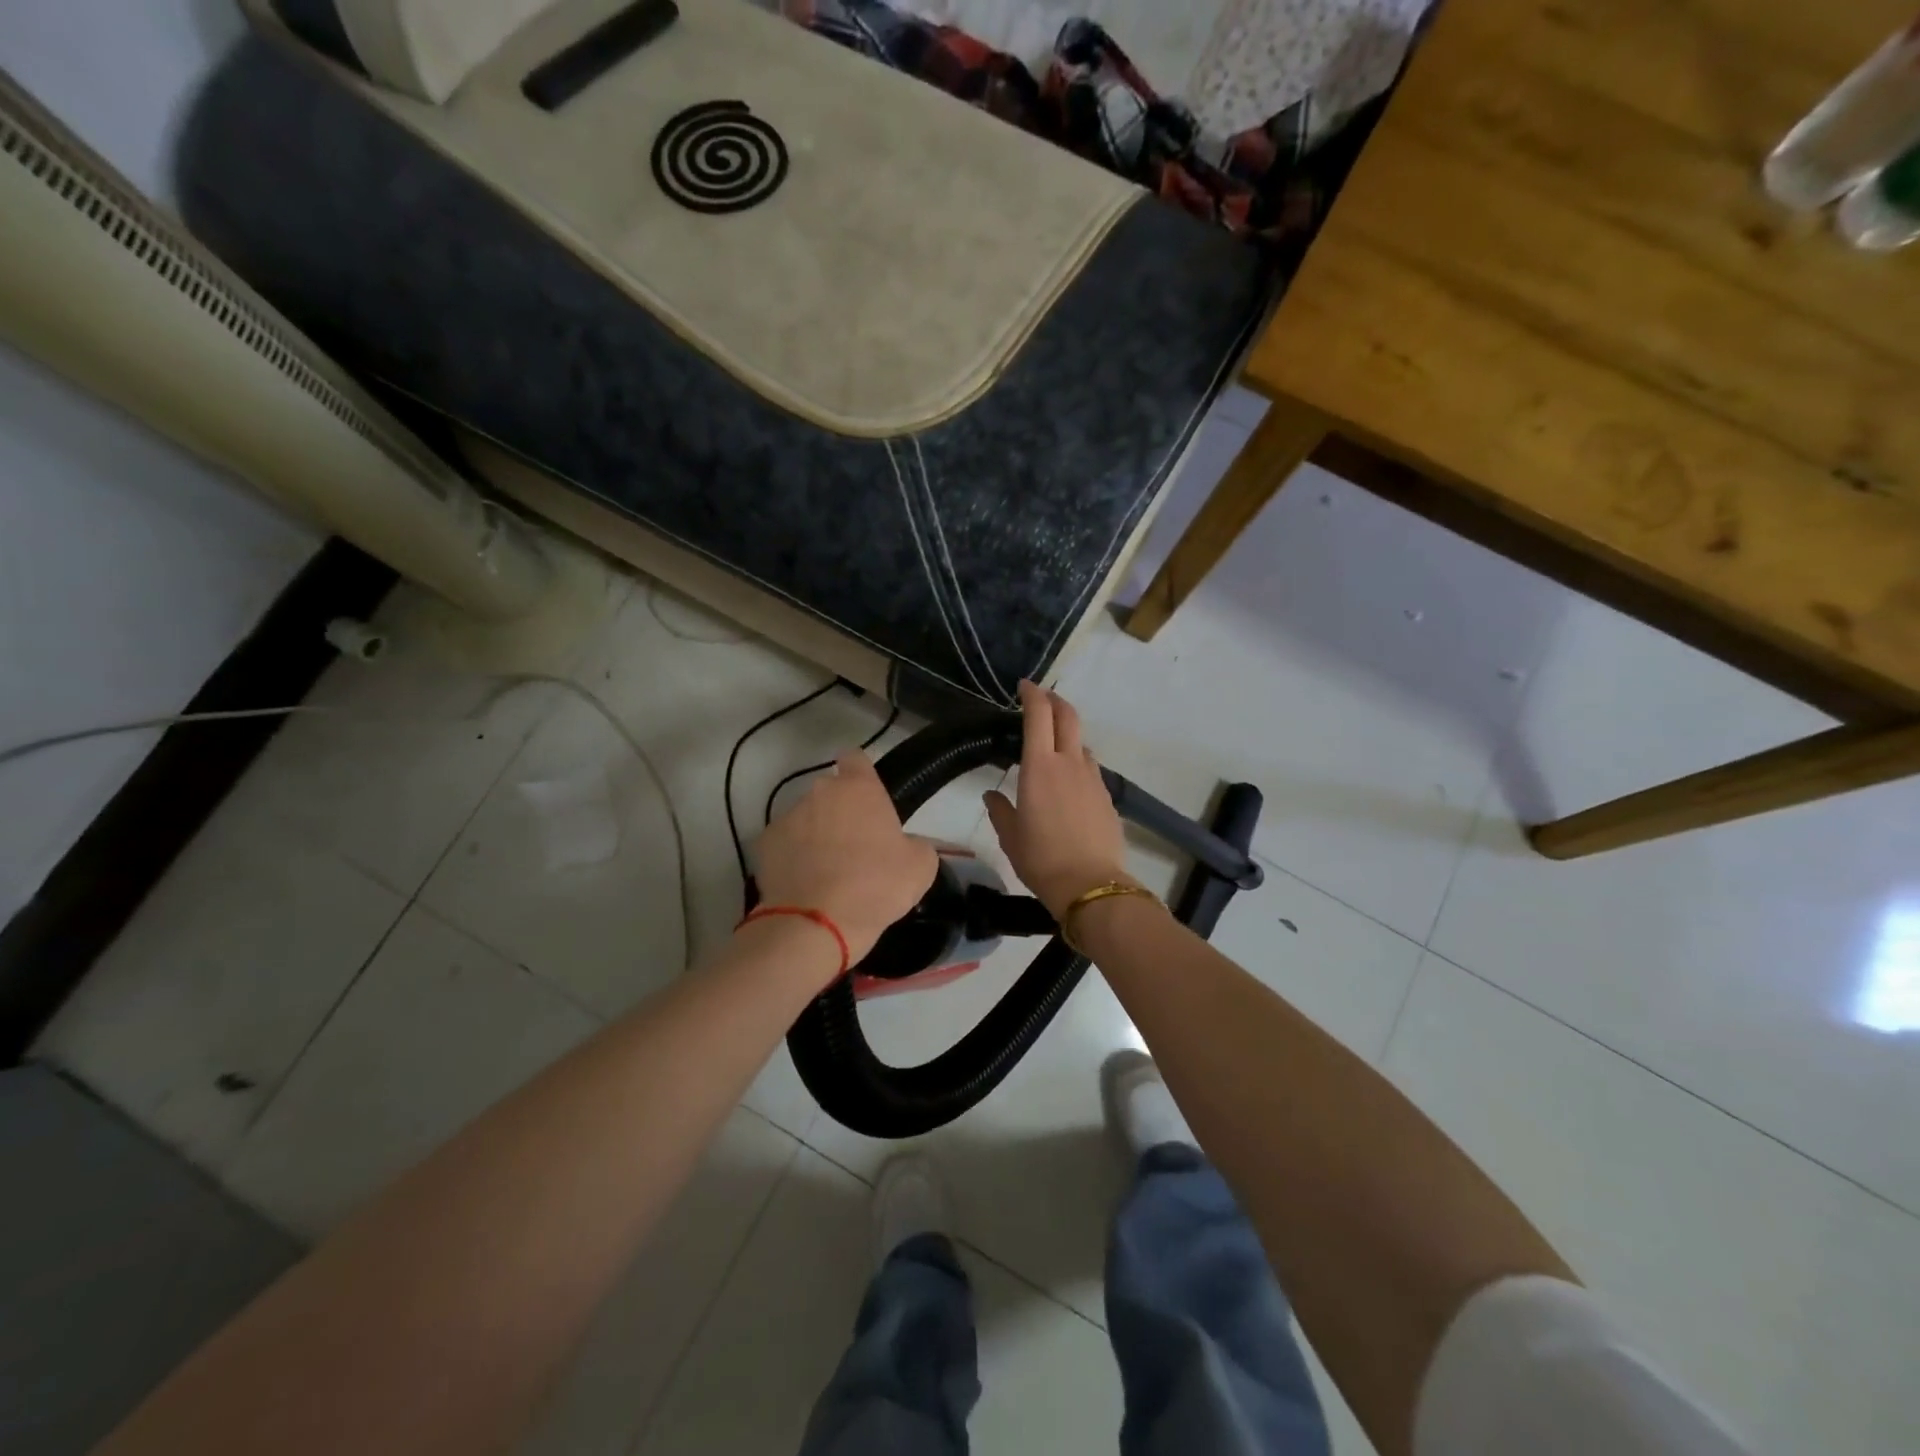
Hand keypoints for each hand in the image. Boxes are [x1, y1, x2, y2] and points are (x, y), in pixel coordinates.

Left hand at [753, 749, 938, 967]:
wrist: (816, 924)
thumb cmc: (876, 886)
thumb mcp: (920, 866)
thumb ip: (914, 843)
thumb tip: (905, 846)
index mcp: (859, 788)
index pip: (856, 758)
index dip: (862, 773)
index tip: (867, 795)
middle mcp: (819, 792)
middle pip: (830, 793)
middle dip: (840, 812)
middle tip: (856, 846)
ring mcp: (787, 817)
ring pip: (806, 819)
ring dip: (816, 835)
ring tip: (827, 872)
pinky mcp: (764, 845)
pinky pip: (785, 844)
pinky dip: (793, 858)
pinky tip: (805, 885)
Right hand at [983, 681, 1131, 917]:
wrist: (1091, 885)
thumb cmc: (1041, 859)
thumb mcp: (1010, 836)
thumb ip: (1000, 810)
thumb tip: (992, 795)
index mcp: (1040, 767)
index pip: (1038, 715)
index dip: (1032, 695)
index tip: (1024, 686)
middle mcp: (1070, 763)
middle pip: (1068, 716)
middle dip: (1055, 701)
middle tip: (1042, 699)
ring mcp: (1093, 779)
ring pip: (1082, 743)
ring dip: (1068, 735)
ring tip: (1053, 747)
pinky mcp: (1107, 797)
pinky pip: (1091, 769)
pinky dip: (1078, 764)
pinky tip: (1069, 784)